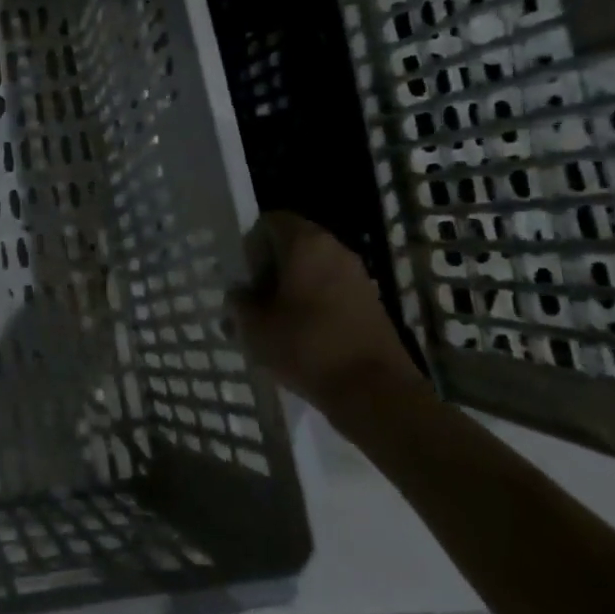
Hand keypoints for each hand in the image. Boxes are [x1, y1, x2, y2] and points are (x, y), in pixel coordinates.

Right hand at [230, 211, 421, 419]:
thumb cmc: (307, 347)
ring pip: (312, 271)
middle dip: (269, 268)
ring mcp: (358, 277)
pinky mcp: (371, 305)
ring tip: (272, 321)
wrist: (375, 393)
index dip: (250, 242)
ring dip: (291, 288)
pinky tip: (300, 336)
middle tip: (251, 298)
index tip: (241, 273)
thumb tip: (239, 293)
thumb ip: (239, 302)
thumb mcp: (253, 326)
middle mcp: (336, 250)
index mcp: (306, 242)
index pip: (270, 220)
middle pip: (293, 245)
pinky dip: (313, 305)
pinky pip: (331, 292)